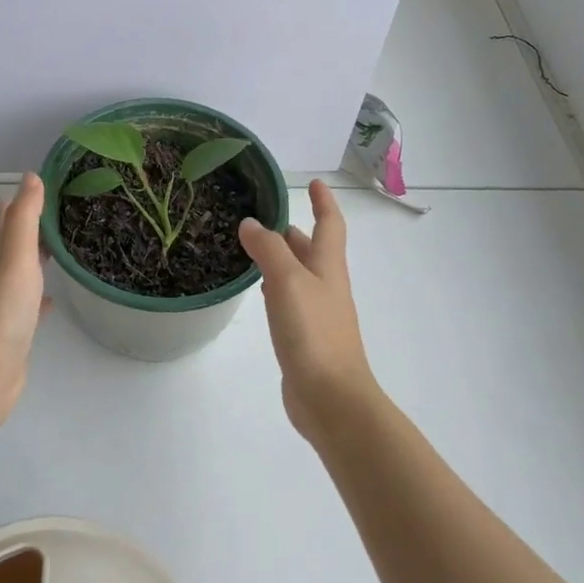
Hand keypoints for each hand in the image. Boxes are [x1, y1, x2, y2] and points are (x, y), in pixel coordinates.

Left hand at [0, 174, 49, 432]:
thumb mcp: (15, 258)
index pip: (7, 220)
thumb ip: (24, 218)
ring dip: (37, 260)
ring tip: (59, 248)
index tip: (40, 182)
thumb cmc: (0, 312)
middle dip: (30, 227)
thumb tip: (30, 176)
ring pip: (22, 274)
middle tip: (56, 209)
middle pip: (14, 245)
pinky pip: (30, 306)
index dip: (20, 201)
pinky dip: (41, 298)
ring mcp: (4, 307)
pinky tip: (52, 301)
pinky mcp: (14, 333)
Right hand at [239, 179, 379, 443]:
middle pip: (313, 249)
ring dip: (283, 258)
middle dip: (294, 230)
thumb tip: (251, 223)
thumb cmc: (314, 333)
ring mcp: (318, 314)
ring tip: (254, 247)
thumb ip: (268, 249)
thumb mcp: (288, 282)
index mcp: (328, 267)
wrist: (332, 399)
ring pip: (299, 275)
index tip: (314, 182)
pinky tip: (261, 293)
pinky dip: (276, 288)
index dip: (324, 202)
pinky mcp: (305, 339)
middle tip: (266, 215)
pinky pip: (290, 301)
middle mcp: (326, 286)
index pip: (330, 224)